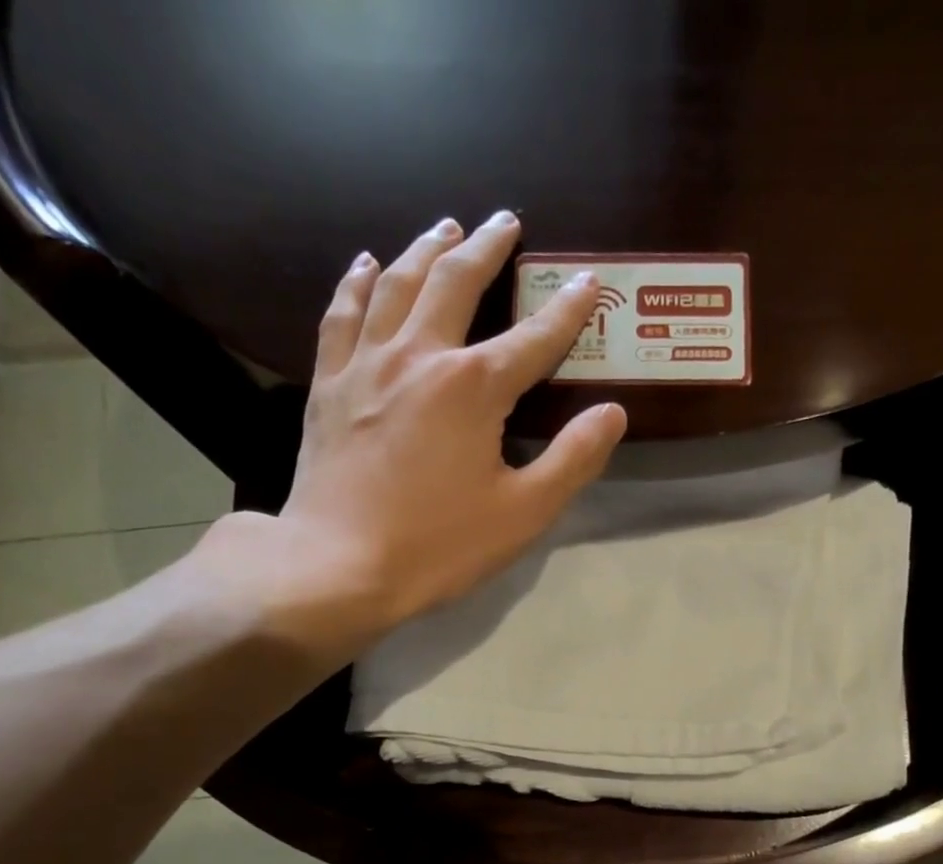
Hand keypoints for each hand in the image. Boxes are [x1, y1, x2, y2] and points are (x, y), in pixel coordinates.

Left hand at [194, 211, 626, 666]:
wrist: (340, 564)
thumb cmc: (440, 545)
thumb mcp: (523, 513)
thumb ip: (573, 459)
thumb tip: (613, 413)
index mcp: (474, 387)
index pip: (534, 338)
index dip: (568, 310)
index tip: (589, 282)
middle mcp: (420, 355)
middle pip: (456, 283)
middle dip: (487, 247)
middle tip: (505, 221)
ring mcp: (367, 364)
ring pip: (397, 283)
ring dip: (426, 249)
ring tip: (445, 227)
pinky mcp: (330, 383)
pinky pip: (342, 313)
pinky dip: (358, 282)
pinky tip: (366, 264)